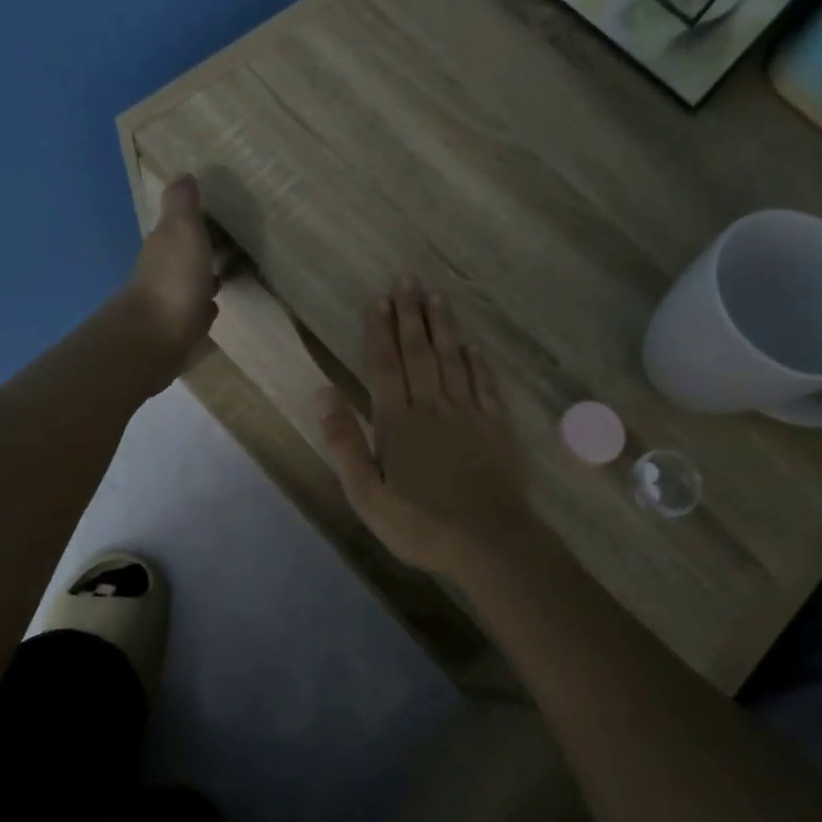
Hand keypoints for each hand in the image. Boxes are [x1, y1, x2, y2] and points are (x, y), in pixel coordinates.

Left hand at [122, 175, 220, 367]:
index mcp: (164, 243)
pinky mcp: (177, 328)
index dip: (196, 218)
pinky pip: (194, 309)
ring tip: (229, 271)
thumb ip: (183, 204)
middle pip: (184, 252)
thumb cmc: (174, 279)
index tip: (220, 214)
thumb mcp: (182, 230)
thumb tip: (183, 175)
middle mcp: (161, 269)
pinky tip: (214, 305)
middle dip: (203, 247)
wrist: (155, 338)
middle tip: (232, 242)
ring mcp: (168, 300)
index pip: (178, 223)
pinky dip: (203, 304)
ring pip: (190, 280)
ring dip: (204, 275)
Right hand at [316, 277, 533, 578]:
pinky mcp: (496, 426)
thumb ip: (345, 442)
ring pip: (452, 359)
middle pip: (419, 352)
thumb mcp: (367, 494)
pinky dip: (477, 362)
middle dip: (410, 315)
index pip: (385, 366)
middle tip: (406, 279)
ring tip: (436, 296)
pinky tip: (472, 345)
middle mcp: (432, 407)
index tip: (377, 300)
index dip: (379, 332)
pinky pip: (484, 384)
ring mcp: (468, 413)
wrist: (489, 541)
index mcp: (398, 422)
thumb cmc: (420, 524)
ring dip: (442, 326)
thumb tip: (324, 392)